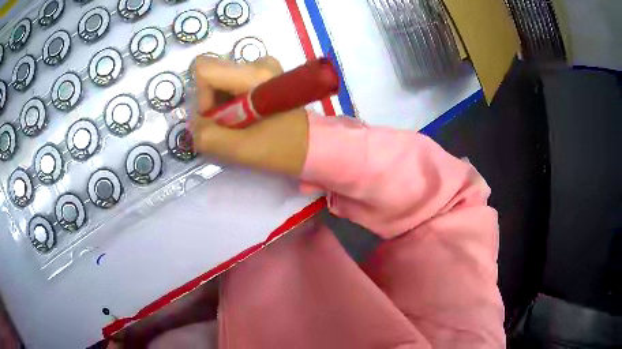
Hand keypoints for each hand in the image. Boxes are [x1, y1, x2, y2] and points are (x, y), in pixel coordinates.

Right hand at [189, 56, 308, 176]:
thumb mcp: (241, 150)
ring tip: (240, 125)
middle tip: (230, 127)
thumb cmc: (282, 149)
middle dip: (211, 105)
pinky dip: (229, 104)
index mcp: (255, 74)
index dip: (201, 97)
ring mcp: (262, 66)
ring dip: (221, 107)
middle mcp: (259, 62)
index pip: (204, 69)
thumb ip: (208, 137)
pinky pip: (230, 84)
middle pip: (211, 75)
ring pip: (219, 81)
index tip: (216, 119)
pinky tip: (245, 118)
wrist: (313, 146)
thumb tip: (193, 123)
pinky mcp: (263, 74)